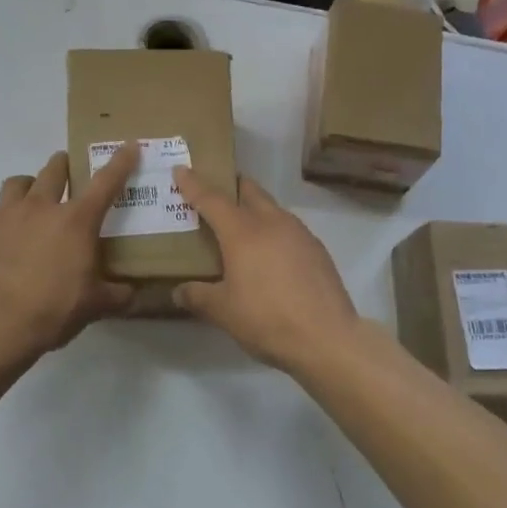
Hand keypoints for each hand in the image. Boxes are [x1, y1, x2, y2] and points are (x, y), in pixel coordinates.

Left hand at [0, 144, 138, 361]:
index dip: (120, 162)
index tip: (128, 146)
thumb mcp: (95, 306)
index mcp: (76, 221)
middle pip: (54, 169)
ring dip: (30, 185)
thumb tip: (132, 293)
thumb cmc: (53, 310)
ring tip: (34, 199)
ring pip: (17, 183)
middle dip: (65, 165)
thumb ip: (117, 295)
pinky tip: (5, 239)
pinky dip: (2, 221)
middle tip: (70, 172)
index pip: (105, 182)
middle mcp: (41, 208)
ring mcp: (6, 217)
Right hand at [171, 169, 360, 373]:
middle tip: (216, 193)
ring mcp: (300, 234)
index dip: (193, 184)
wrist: (327, 338)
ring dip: (255, 210)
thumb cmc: (266, 319)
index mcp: (243, 231)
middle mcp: (272, 222)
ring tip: (243, 228)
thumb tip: (179, 291)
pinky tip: (271, 255)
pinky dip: (274, 232)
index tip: (181, 169)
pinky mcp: (318, 250)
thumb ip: (198, 296)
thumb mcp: (223, 311)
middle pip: (249, 191)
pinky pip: (290, 230)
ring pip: (273, 209)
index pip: (212, 199)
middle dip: (231, 187)